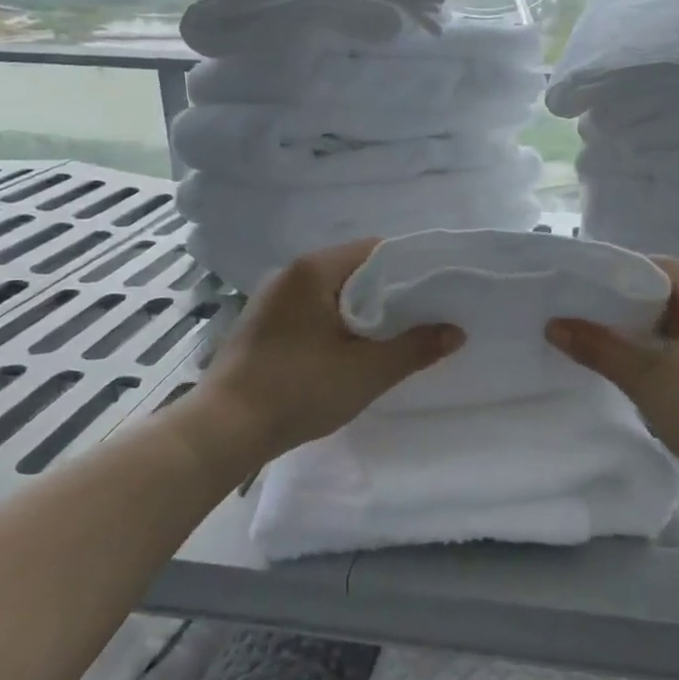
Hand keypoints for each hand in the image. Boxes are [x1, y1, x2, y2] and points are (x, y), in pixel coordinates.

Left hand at [198, 239, 462, 468]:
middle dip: (388, 293)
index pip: (375, 250)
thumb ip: (415, 348)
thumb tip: (455, 331)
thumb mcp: (366, 372)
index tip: (435, 293)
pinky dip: (336, 322)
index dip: (410, 269)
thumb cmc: (298, 389)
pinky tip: (348, 351)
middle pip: (354, 269)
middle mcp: (290, 273)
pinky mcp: (263, 323)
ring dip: (361, 310)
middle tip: (420, 319)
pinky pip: (311, 310)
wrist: (223, 429)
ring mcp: (272, 298)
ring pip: (332, 292)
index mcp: (314, 269)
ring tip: (390, 337)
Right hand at [547, 257, 678, 494]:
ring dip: (648, 331)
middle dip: (630, 305)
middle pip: (673, 293)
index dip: (621, 274)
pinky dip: (666, 350)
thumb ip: (599, 347)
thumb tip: (554, 325)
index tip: (585, 288)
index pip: (663, 267)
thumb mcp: (647, 378)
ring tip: (607, 341)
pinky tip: (642, 367)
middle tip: (588, 316)